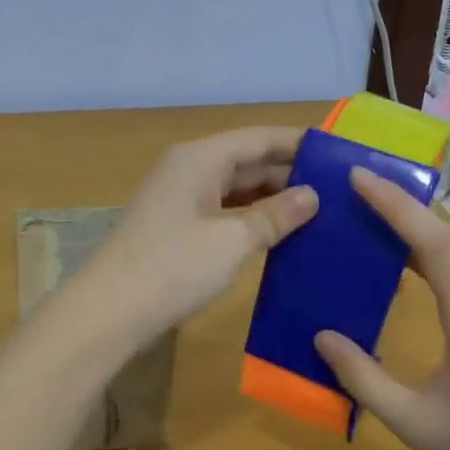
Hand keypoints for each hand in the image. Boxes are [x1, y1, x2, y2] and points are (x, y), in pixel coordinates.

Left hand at [77, 127, 318, 343]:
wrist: (110, 311)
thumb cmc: (174, 267)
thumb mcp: (233, 241)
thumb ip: (274, 216)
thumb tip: (311, 196)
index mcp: (201, 158)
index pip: (259, 138)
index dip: (299, 144)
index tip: (339, 155)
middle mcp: (189, 168)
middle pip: (247, 160)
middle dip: (290, 173)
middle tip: (338, 190)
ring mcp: (180, 198)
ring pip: (236, 187)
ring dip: (272, 198)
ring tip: (319, 211)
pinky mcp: (176, 226)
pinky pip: (223, 210)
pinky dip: (250, 218)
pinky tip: (279, 233)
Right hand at [314, 169, 449, 449]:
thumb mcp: (414, 420)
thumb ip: (363, 379)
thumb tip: (321, 337)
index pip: (430, 238)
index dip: (393, 203)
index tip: (357, 175)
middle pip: (439, 235)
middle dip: (394, 206)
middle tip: (347, 191)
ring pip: (448, 251)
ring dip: (407, 230)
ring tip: (361, 222)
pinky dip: (421, 256)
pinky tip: (396, 269)